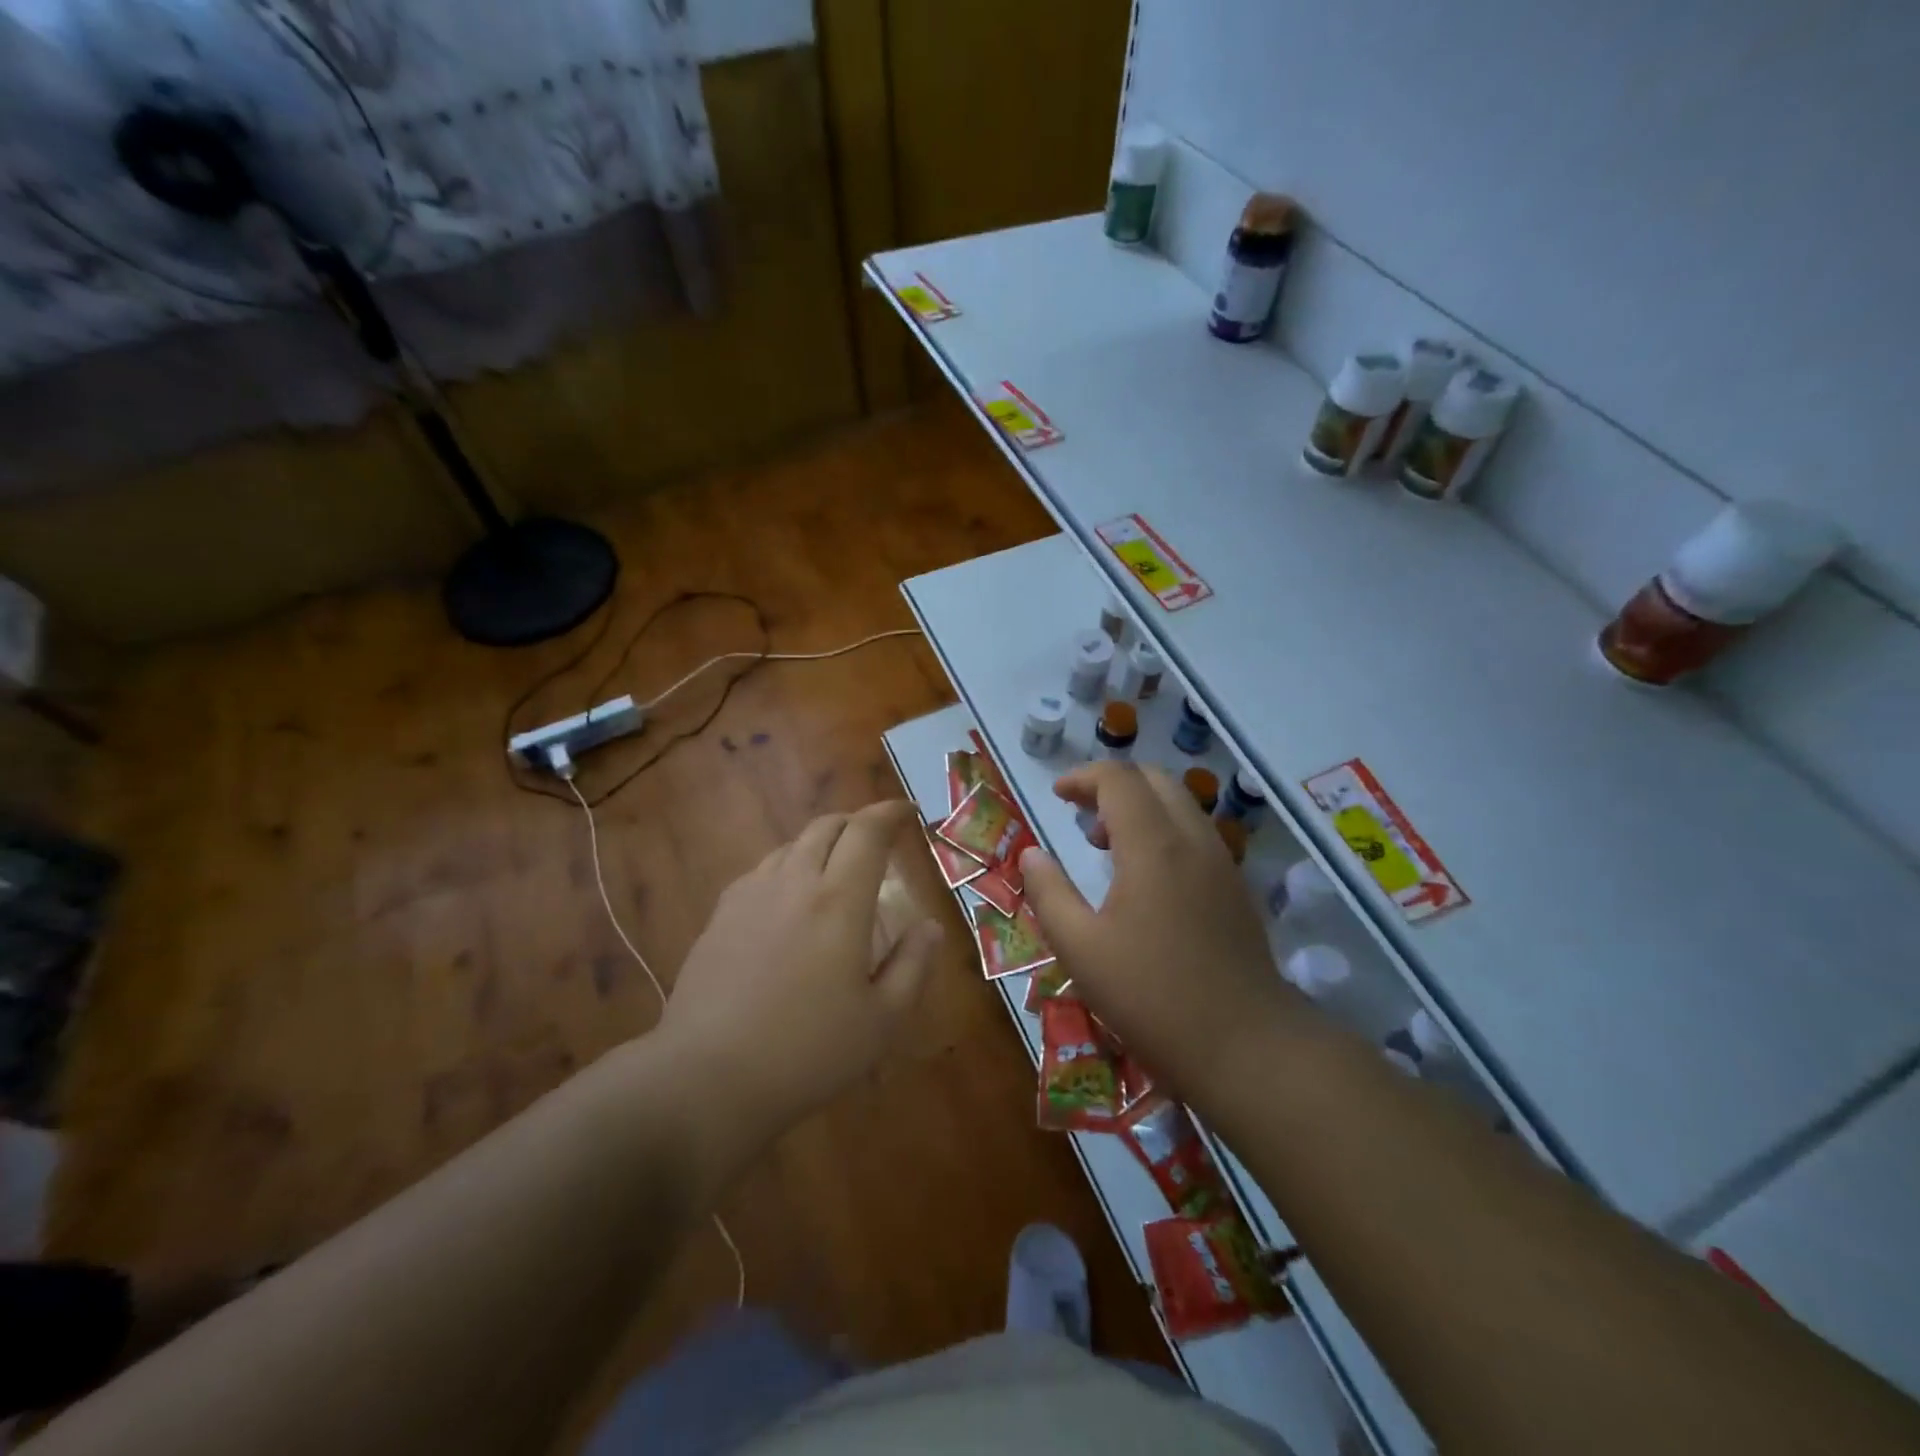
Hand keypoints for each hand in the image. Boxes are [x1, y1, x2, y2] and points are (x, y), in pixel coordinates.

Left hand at [660, 801, 941, 1145]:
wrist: (707, 1078)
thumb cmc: (808, 1052)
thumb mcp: (881, 1020)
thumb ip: (913, 965)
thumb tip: (930, 927)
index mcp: (839, 901)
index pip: (867, 832)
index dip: (890, 813)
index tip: (908, 813)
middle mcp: (793, 883)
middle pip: (826, 827)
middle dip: (856, 823)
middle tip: (876, 841)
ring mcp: (750, 896)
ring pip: (791, 846)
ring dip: (820, 845)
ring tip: (834, 871)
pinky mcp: (719, 916)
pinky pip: (760, 872)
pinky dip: (786, 868)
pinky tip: (787, 901)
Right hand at [1020, 762, 1305, 1099]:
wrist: (1246, 1046)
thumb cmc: (1152, 997)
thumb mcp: (1080, 949)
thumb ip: (1049, 893)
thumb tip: (1030, 854)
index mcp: (1153, 846)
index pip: (1119, 779)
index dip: (1083, 777)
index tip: (1057, 795)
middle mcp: (1192, 840)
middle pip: (1154, 779)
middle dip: (1112, 785)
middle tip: (1080, 816)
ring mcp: (1221, 862)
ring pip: (1180, 804)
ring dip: (1140, 806)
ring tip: (1107, 845)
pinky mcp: (1235, 887)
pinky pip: (1196, 832)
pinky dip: (1164, 829)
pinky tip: (1145, 876)